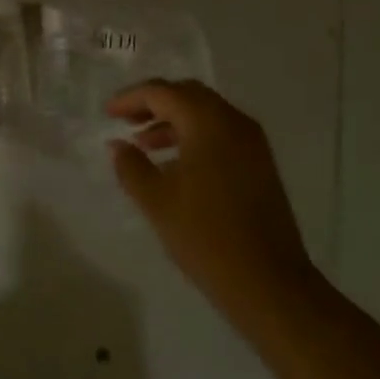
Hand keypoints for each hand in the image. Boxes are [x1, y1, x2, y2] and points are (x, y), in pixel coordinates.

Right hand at [108, 81, 324, 338]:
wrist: (272, 285)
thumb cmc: (207, 238)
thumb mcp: (157, 202)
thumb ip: (131, 167)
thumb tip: (118, 145)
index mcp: (207, 121)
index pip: (162, 92)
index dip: (131, 98)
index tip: (107, 113)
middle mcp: (233, 121)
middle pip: (187, 94)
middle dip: (154, 103)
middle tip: (126, 120)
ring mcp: (252, 142)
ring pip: (205, 113)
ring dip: (173, 120)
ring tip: (145, 145)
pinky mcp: (261, 164)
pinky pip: (221, 133)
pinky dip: (194, 136)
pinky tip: (176, 165)